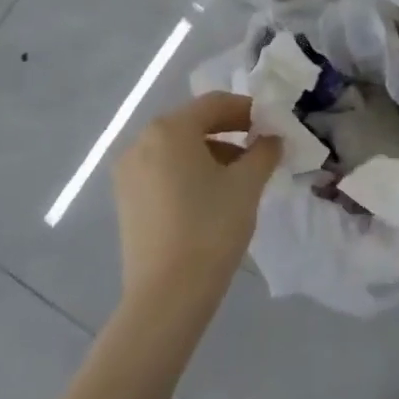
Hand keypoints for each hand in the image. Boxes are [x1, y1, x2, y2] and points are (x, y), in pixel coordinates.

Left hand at [112, 92, 280, 318]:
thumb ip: (264, 151)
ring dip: (211, 152)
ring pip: (177, 148)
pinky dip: (189, 171)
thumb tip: (272, 138)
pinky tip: (212, 195)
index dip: (247, 110)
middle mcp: (141, 142)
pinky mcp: (126, 200)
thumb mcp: (248, 184)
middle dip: (229, 131)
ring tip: (240, 175)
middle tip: (260, 148)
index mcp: (169, 129)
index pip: (214, 104)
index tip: (272, 125)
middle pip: (192, 123)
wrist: (167, 295)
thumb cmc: (211, 228)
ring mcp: (128, 172)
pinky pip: (163, 170)